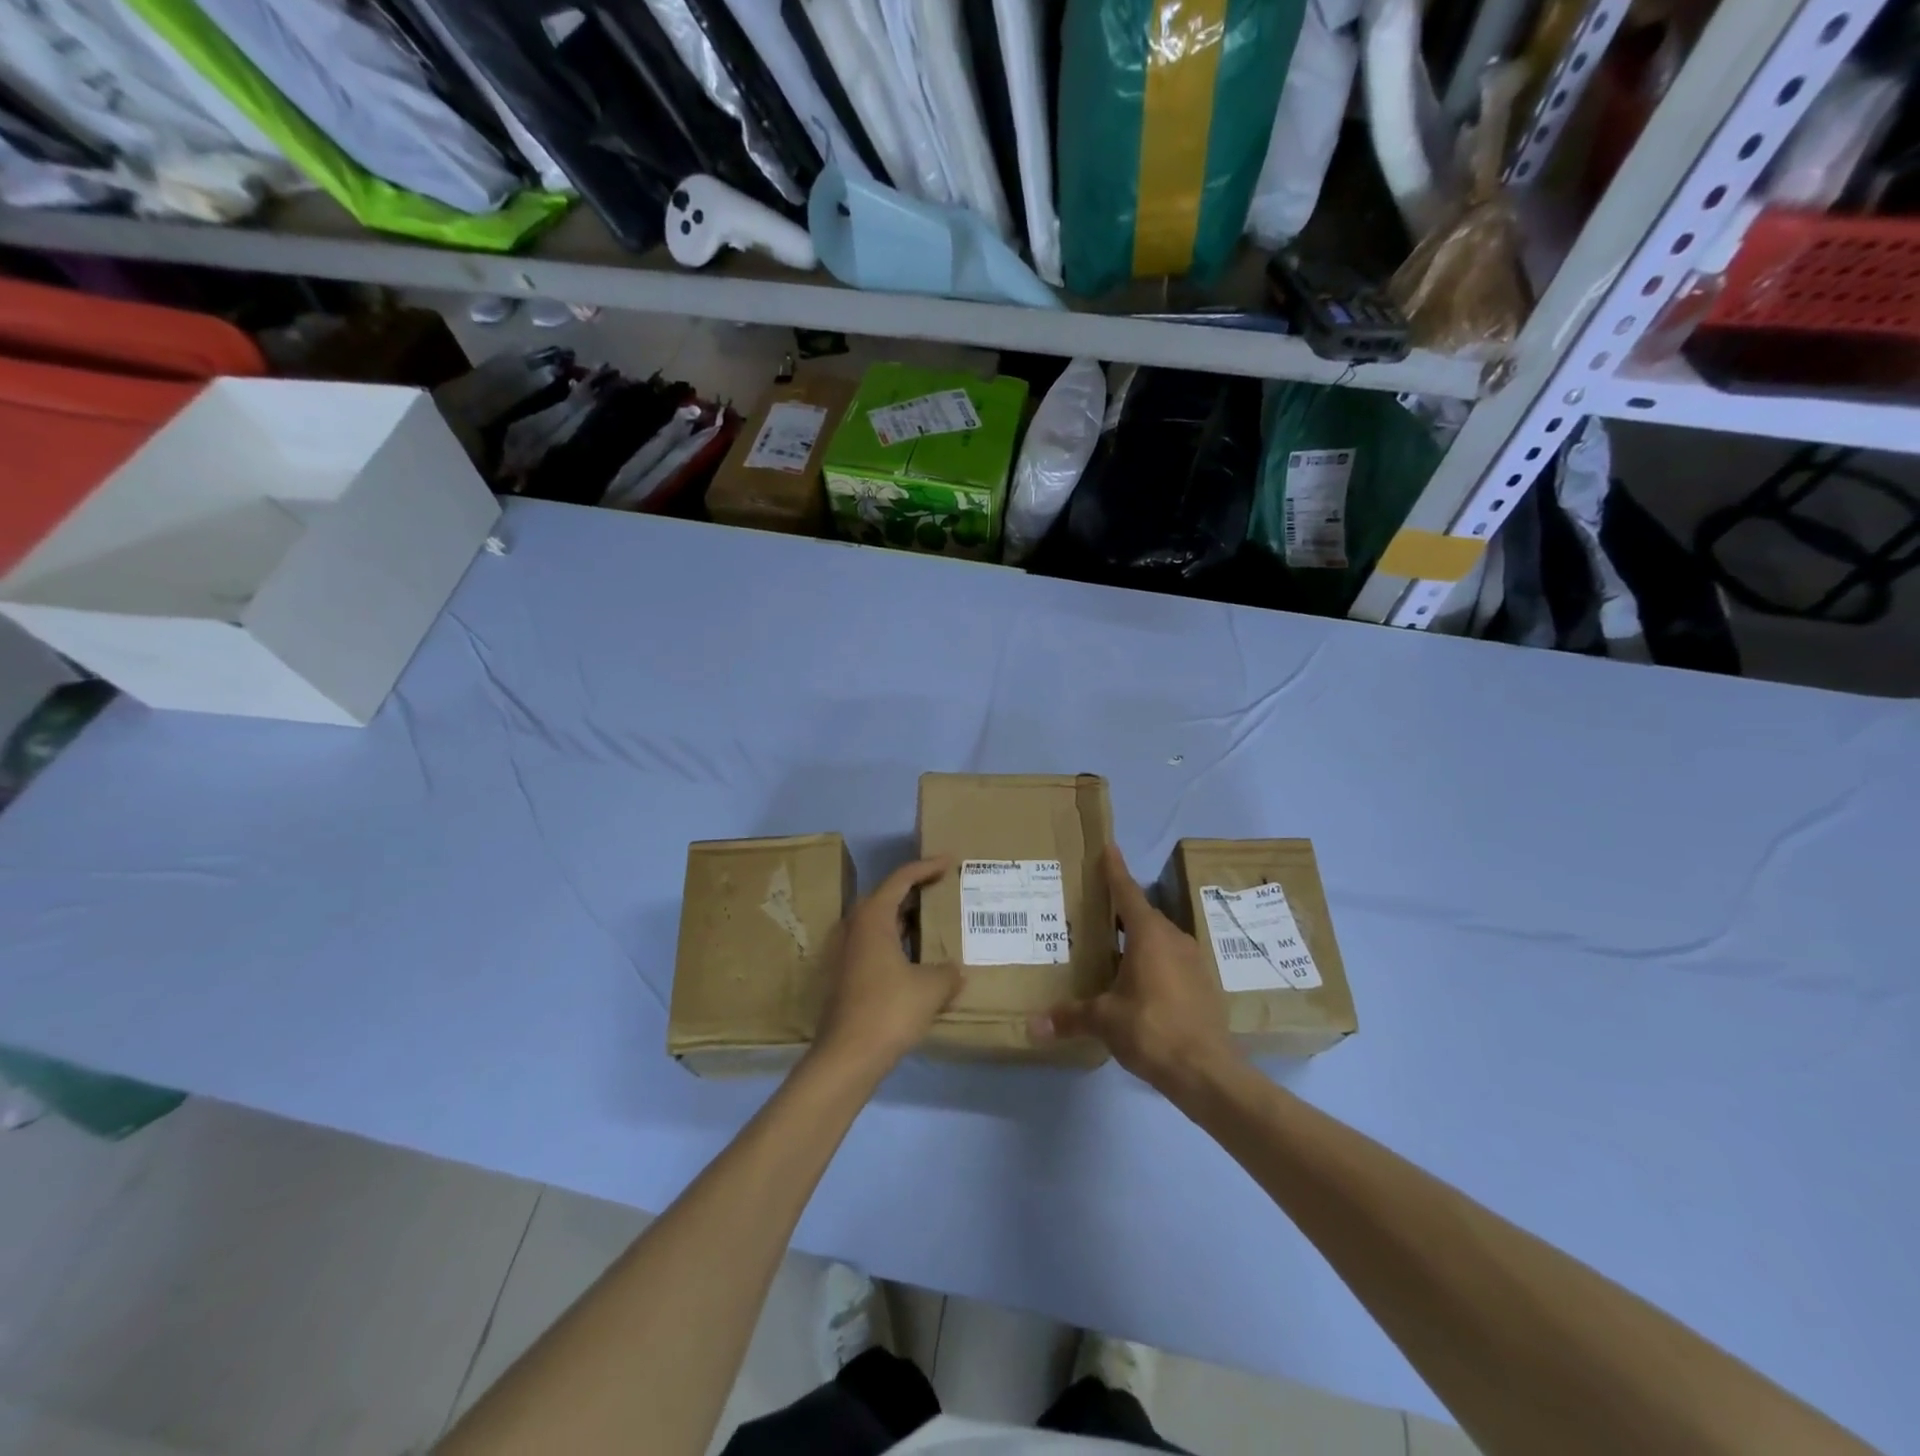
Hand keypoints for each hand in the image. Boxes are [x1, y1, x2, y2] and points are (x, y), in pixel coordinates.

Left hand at [811, 858, 962, 1078]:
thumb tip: (954, 972)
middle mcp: (855, 928)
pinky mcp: (848, 976)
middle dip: (916, 891)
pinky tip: (919, 958)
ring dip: (906, 919)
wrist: (848, 1056)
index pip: (901, 879)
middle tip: (944, 889)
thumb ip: (948, 972)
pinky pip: (877, 945)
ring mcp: (847, 953)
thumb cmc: (889, 1010)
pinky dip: (899, 942)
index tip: (950, 862)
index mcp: (873, 918)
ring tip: (936, 921)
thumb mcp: (931, 987)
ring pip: (881, 923)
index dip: (927, 867)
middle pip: (886, 897)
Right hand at [1033, 844, 1239, 1095]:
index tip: (1108, 847)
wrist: (1208, 1072)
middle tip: (1093, 909)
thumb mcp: (1105, 1021)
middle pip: (1142, 915)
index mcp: (1149, 935)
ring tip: (1110, 947)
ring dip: (1136, 939)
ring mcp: (1193, 961)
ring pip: (1159, 939)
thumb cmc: (1152, 1030)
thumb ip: (1070, 1017)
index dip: (1115, 870)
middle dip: (1119, 910)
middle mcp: (1174, 939)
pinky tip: (1137, 981)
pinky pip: (1171, 960)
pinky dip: (1152, 961)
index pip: (1127, 892)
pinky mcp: (1203, 984)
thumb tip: (1032, 1026)